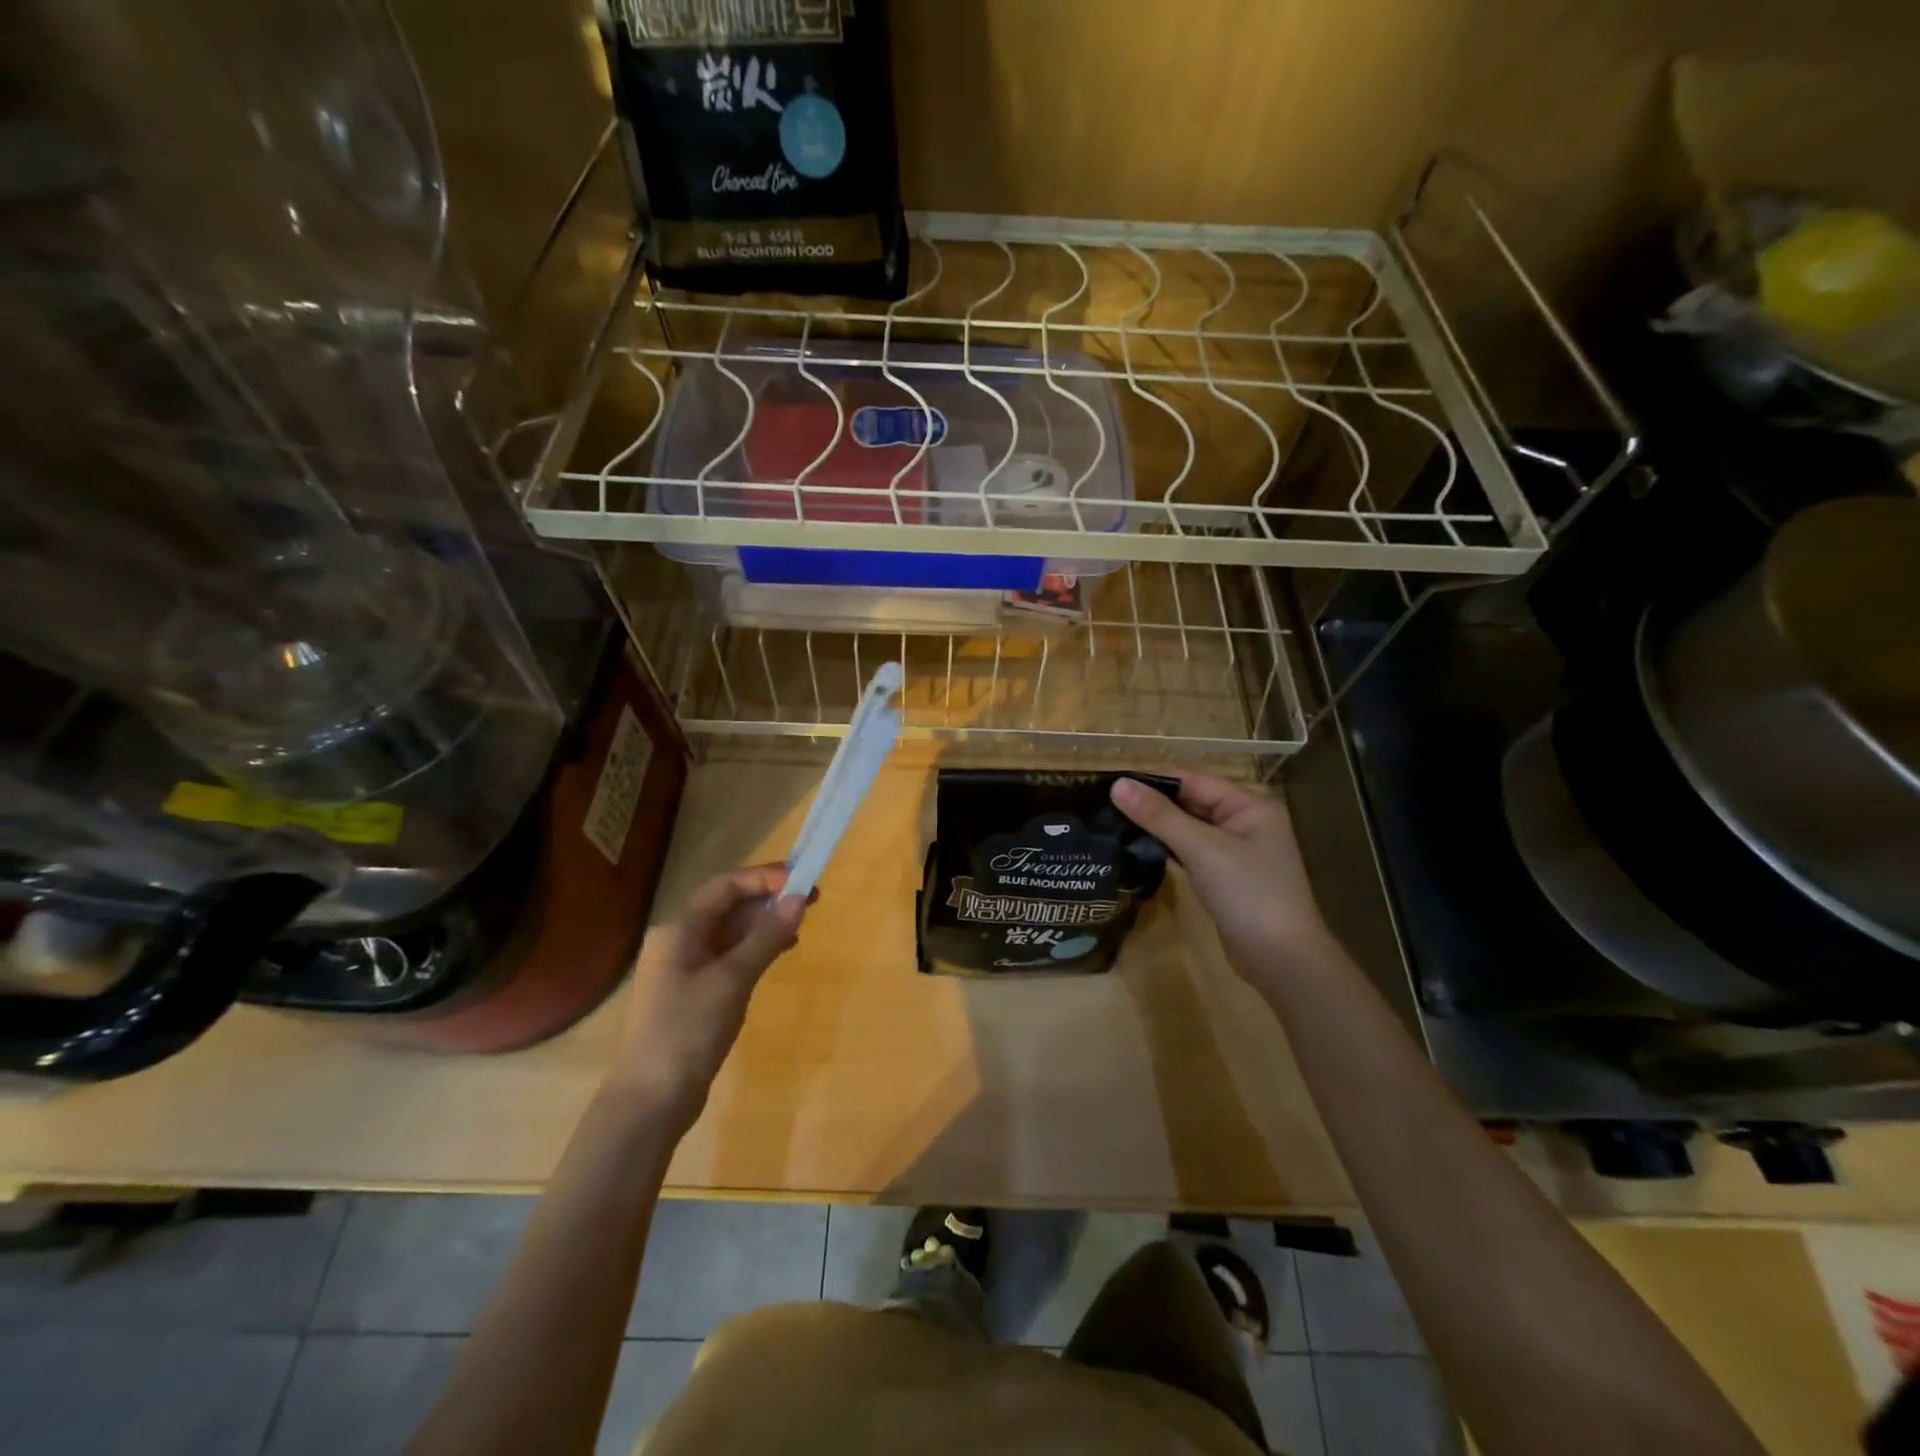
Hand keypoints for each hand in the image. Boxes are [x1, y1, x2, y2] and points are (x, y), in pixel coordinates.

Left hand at [607, 865, 809, 1131]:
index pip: (724, 888)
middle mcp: (679, 943)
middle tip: (811, 898)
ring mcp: (687, 970)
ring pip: (732, 933)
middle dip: (768, 899)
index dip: (763, 878)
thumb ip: (766, 937)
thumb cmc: (687, 1031)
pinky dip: (757, 949)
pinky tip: (781, 952)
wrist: (651, 1101)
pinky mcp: (697, 995)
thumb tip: (798, 898)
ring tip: (802, 922)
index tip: (800, 880)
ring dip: (765, 924)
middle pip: (728, 908)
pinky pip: (731, 958)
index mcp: (679, 931)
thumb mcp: (732, 980)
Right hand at [1111, 771, 1334, 987]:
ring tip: (1115, 823)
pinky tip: (1141, 849)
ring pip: (1190, 828)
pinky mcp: (1227, 877)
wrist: (1282, 960)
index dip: (1153, 780)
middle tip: (1107, 805)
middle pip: (1192, 802)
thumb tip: (1117, 784)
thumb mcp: (1201, 849)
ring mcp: (1238, 851)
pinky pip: (1193, 851)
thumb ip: (1159, 815)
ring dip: (1159, 826)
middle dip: (1153, 803)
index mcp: (1249, 805)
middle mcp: (1246, 821)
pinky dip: (1170, 848)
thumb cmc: (1247, 894)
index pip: (1193, 780)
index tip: (1111, 783)